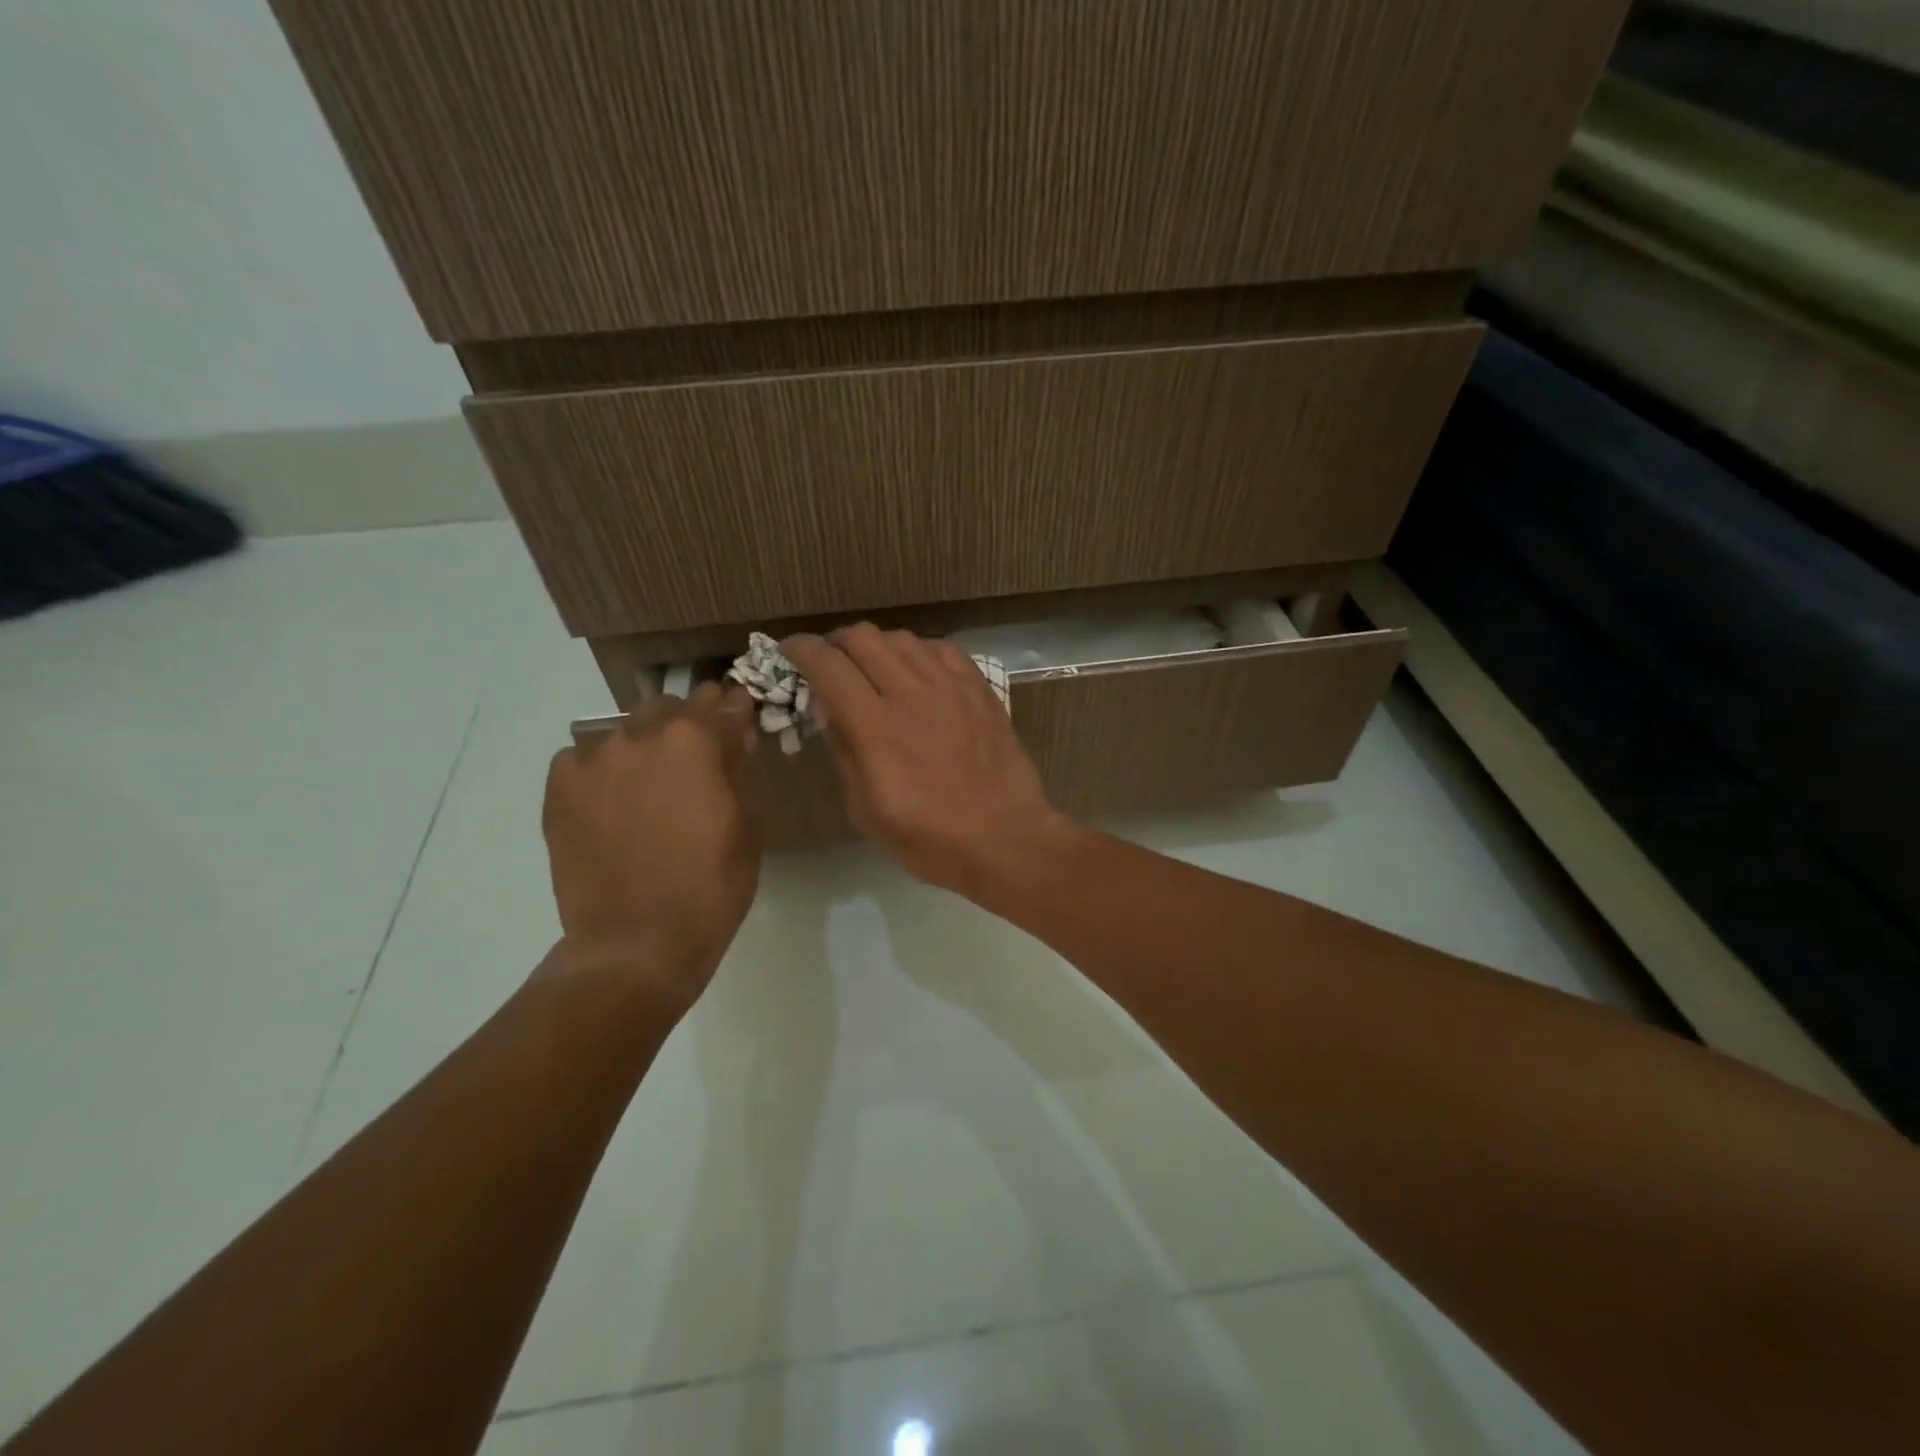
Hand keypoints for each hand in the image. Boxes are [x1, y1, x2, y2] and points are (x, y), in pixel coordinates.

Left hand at [541, 683, 760, 1007]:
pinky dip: (604, 769)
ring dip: (648, 745)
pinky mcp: (560, 788)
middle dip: (693, 723)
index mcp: (696, 741)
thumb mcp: (747, 827)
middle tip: (702, 756)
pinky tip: (613, 800)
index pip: (727, 705)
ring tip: (654, 782)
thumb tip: (735, 741)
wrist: (635, 944)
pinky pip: (585, 758)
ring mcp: (595, 759)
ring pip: (628, 729)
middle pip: (673, 707)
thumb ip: (740, 773)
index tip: (745, 723)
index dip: (741, 712)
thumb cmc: (710, 888)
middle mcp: (642, 736)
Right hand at [784, 625, 1071, 898]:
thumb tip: (827, 709)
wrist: (1006, 840)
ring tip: (874, 669)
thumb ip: (843, 752)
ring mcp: (951, 687)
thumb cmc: (930, 839)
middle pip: (863, 637)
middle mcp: (911, 693)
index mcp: (875, 728)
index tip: (790, 651)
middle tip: (831, 663)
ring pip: (902, 637)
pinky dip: (919, 652)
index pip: (828, 665)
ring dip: (877, 646)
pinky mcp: (980, 689)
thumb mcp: (866, 811)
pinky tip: (918, 672)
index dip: (801, 650)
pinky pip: (942, 648)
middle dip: (836, 642)